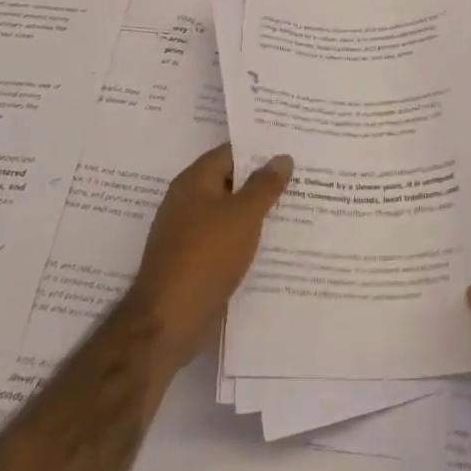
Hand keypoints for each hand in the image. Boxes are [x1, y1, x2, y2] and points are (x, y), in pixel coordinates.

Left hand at [132, 143, 290, 371]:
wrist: (168, 321)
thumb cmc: (206, 256)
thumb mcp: (244, 215)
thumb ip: (265, 185)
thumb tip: (282, 157)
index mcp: (194, 182)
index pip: (231, 152)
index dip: (261, 149)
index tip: (292, 149)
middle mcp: (188, 201)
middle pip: (231, 181)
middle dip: (263, 181)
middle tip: (303, 177)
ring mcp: (189, 233)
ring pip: (231, 212)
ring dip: (258, 211)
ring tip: (297, 207)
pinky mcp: (194, 260)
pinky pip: (226, 238)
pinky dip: (247, 237)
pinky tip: (274, 242)